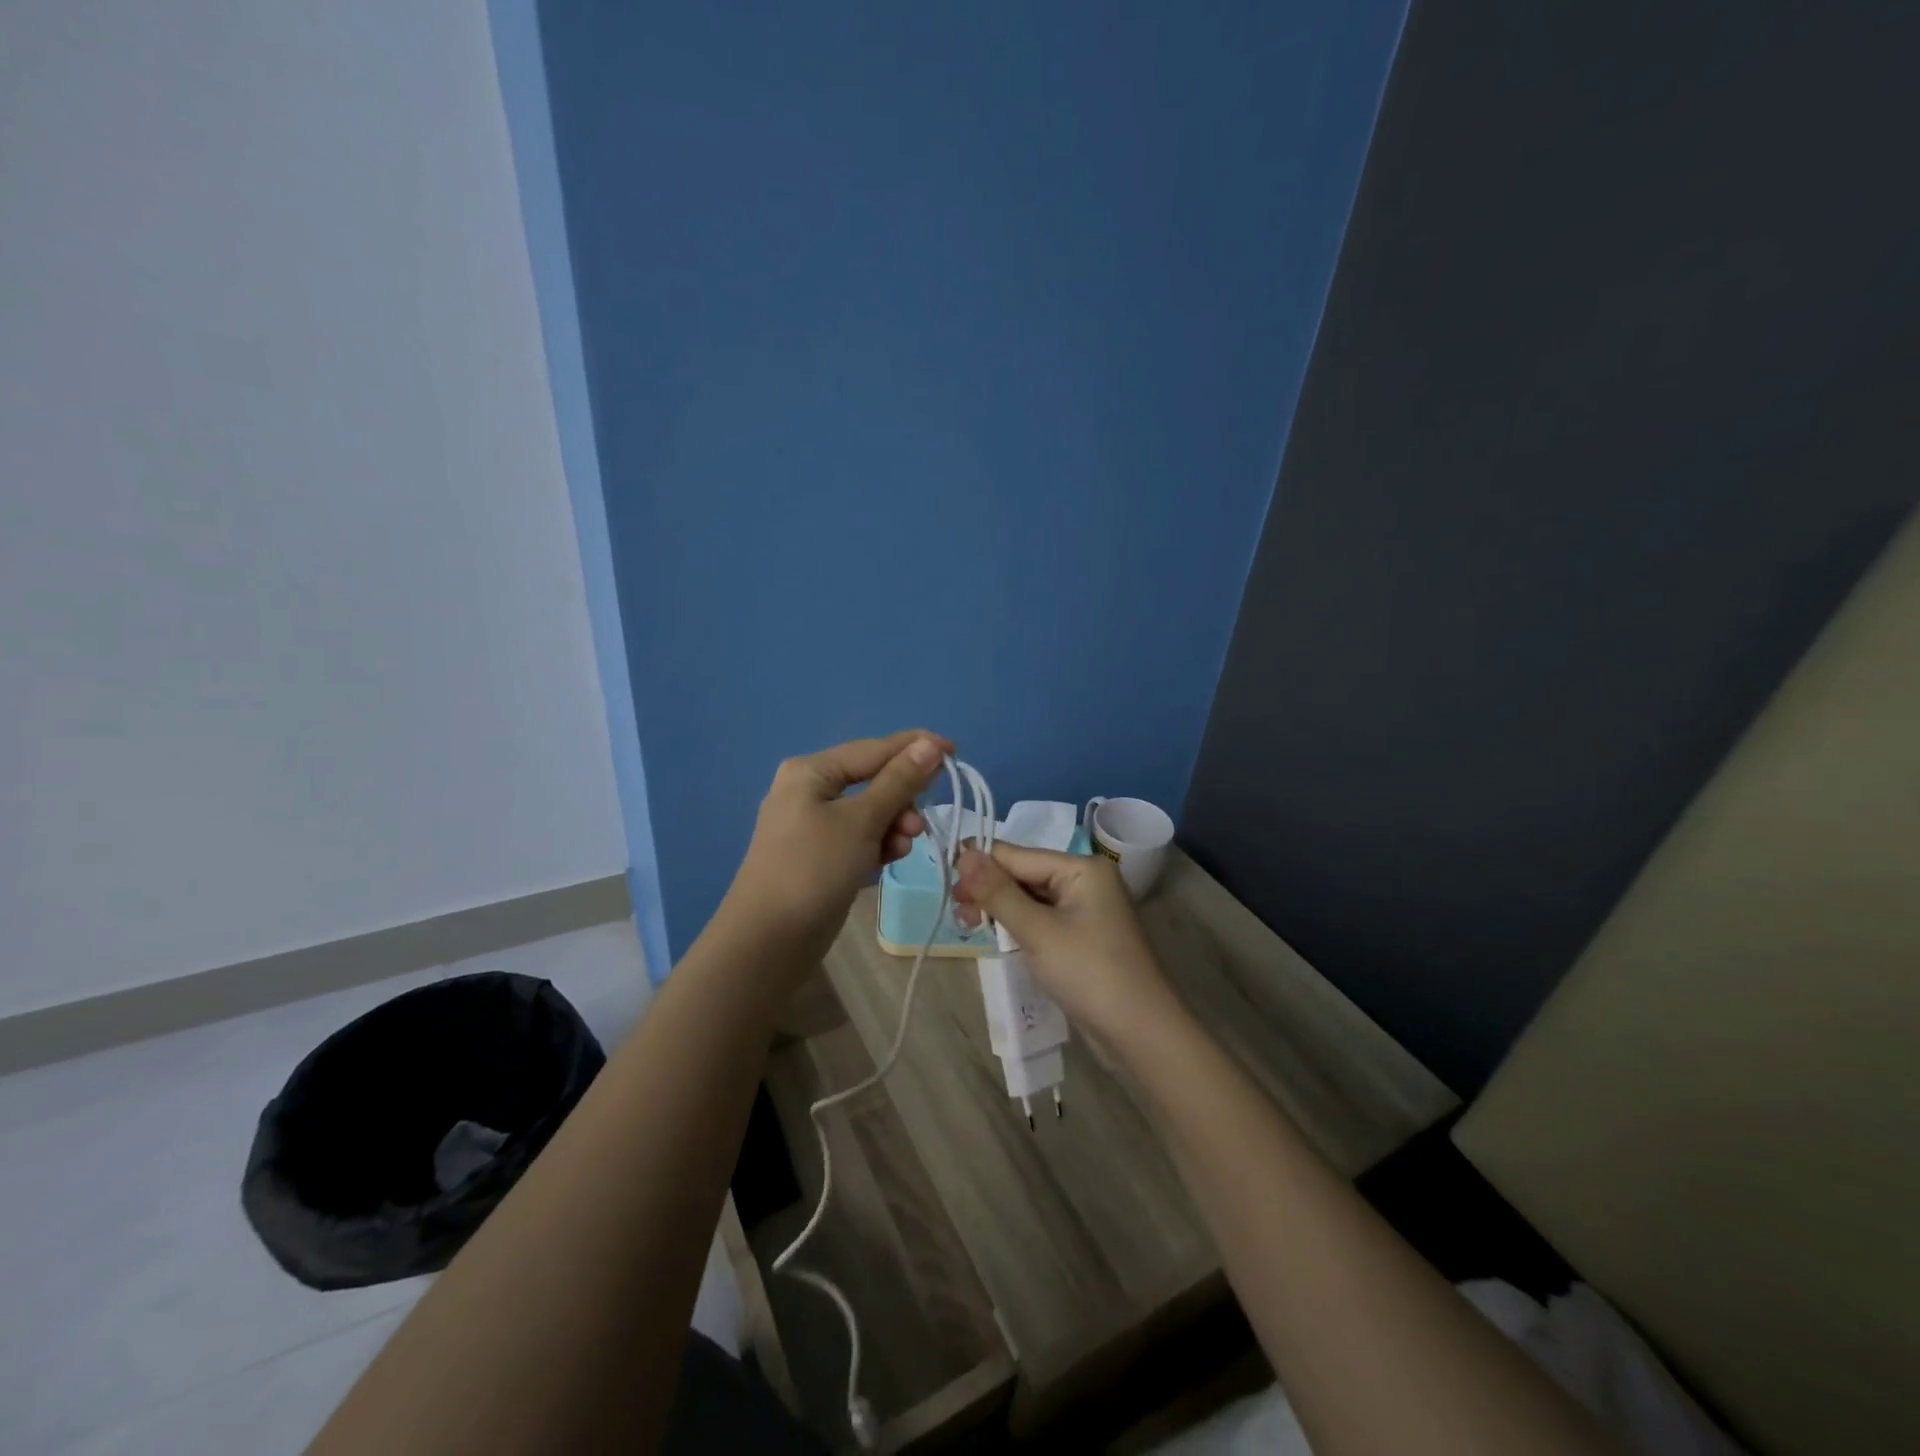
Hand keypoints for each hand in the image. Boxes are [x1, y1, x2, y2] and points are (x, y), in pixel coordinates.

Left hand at [724, 730, 951, 962]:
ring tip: (904, 846)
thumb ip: (899, 781)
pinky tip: (889, 859)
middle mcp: (810, 790)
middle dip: (902, 798)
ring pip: (870, 811)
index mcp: (811, 771)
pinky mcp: (821, 855)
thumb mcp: (861, 821)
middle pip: (872, 780)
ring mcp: (813, 824)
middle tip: (919, 825)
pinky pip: (860, 836)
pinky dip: (878, 843)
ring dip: (893, 824)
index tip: (955, 751)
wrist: (769, 940)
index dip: (915, 748)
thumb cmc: (814, 868)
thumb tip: (930, 745)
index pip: (873, 749)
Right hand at [953, 842, 1180, 1048]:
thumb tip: (963, 852)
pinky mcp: (1081, 936)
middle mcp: (1085, 880)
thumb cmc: (1089, 973)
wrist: (1140, 1034)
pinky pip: (1040, 919)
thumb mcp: (1037, 930)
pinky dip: (1017, 925)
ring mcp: (1085, 909)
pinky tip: (994, 934)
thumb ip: (998, 892)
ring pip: (1029, 898)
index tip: (943, 877)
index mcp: (1082, 867)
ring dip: (999, 909)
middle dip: (988, 889)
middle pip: (1023, 874)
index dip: (980, 864)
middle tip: (955, 910)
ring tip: (968, 925)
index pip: (1018, 855)